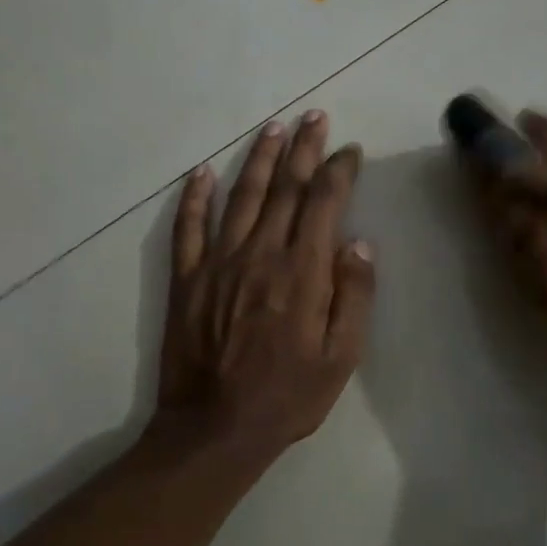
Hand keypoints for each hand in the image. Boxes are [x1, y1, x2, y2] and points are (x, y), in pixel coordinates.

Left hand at [159, 111, 375, 452]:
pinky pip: (188, 227)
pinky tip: (202, 172)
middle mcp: (260, 254)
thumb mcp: (341, 357)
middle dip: (303, 148)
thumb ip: (354, 296)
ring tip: (273, 128)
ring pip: (241, 196)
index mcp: (302, 272)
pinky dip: (194, 196)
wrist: (214, 429)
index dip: (338, 170)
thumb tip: (359, 243)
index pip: (323, 203)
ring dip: (259, 159)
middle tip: (314, 116)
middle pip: (285, 188)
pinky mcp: (187, 278)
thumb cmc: (288, 396)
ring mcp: (218, 263)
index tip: (349, 150)